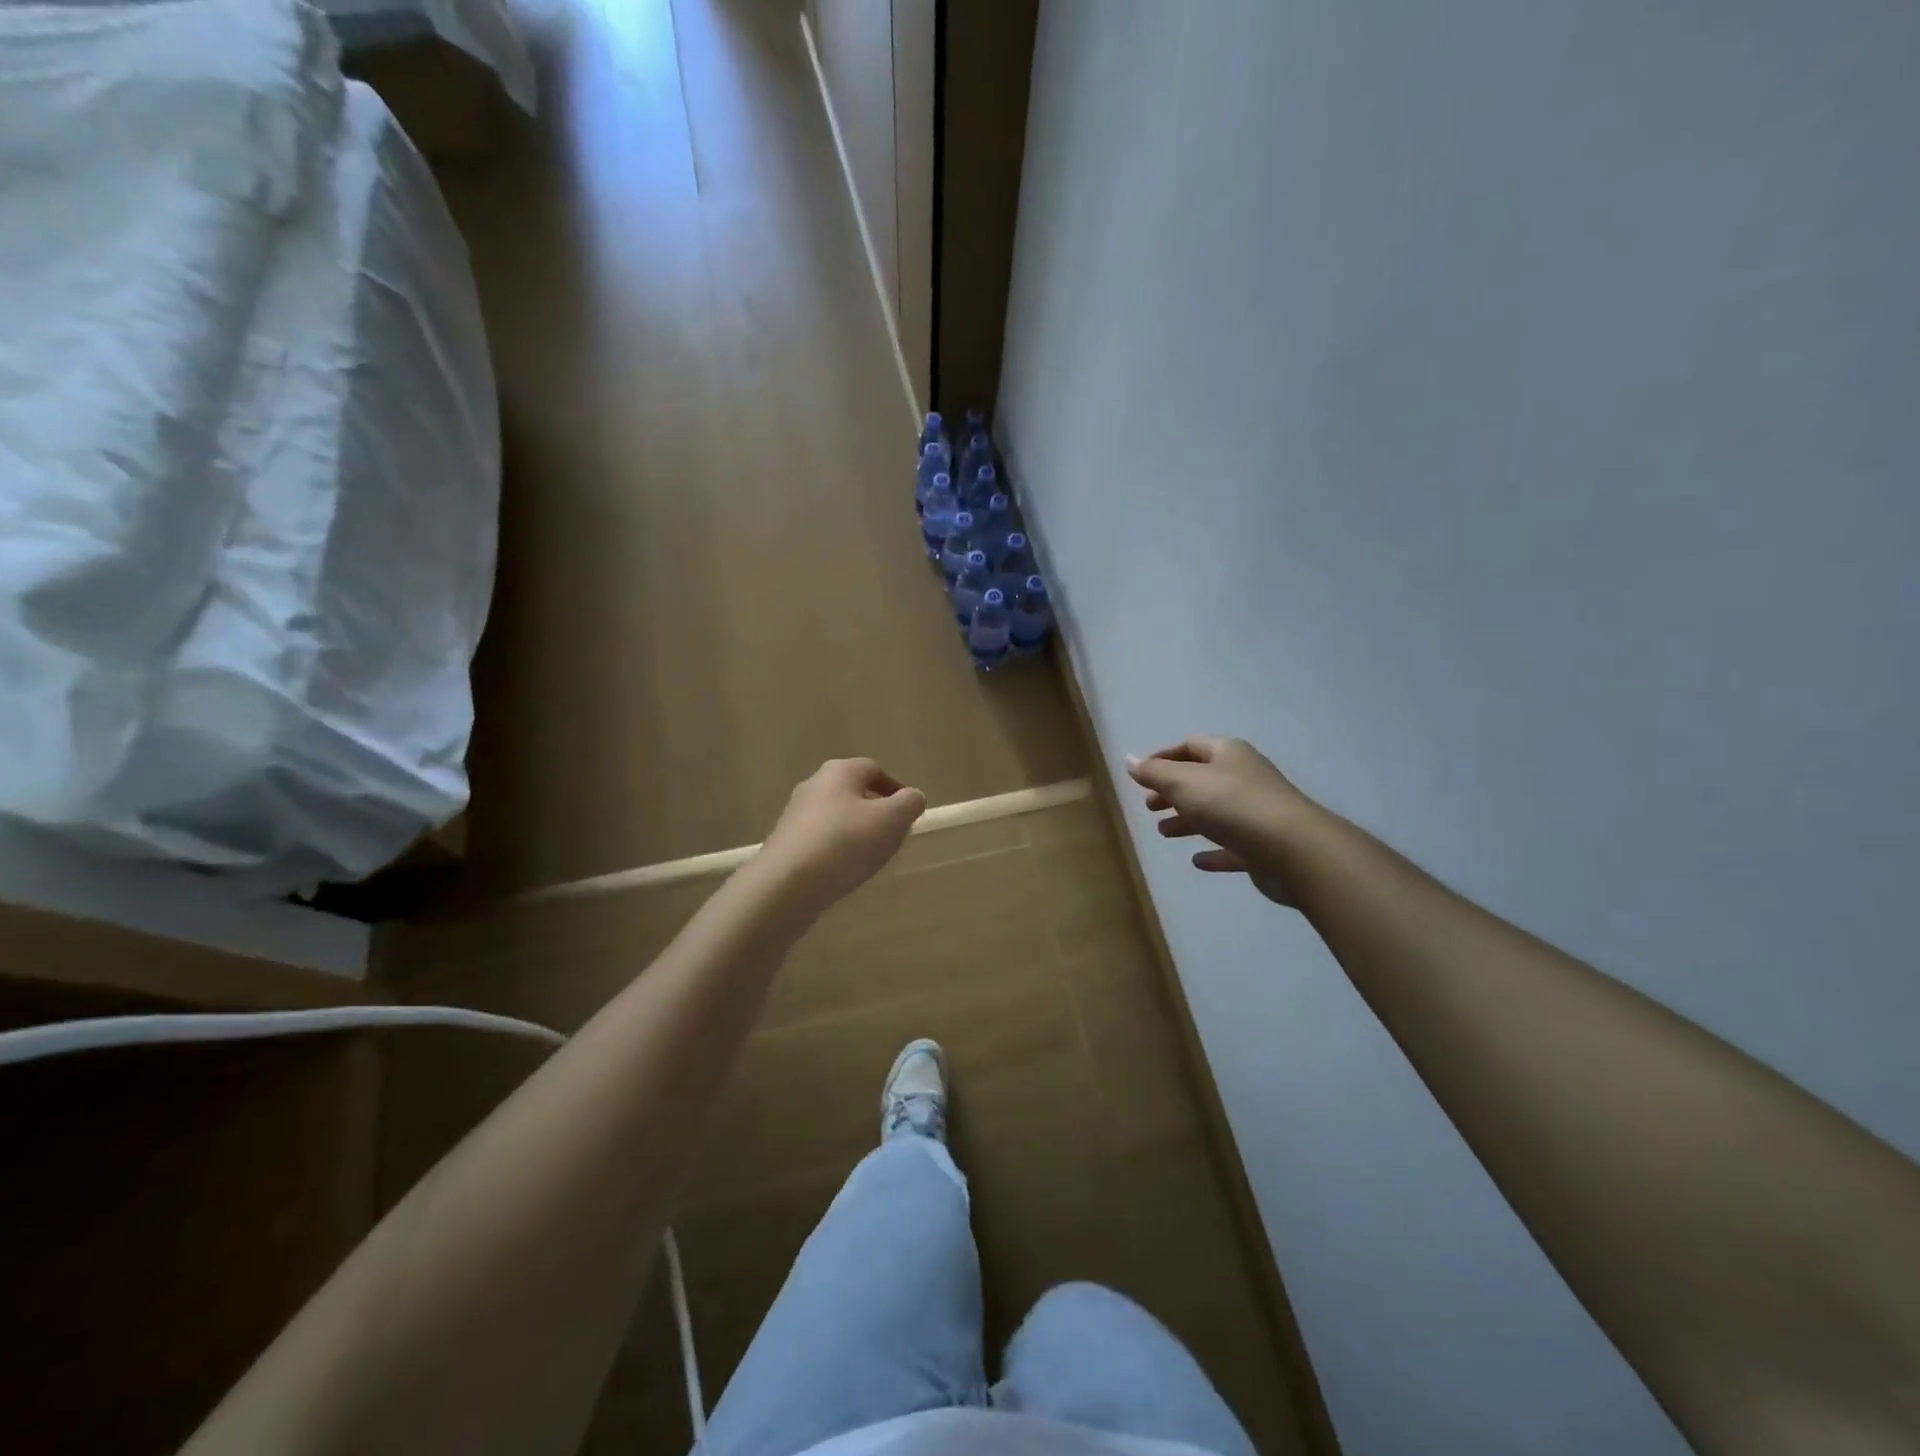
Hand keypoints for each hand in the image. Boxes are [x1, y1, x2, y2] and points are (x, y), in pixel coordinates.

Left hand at [760, 758, 926, 909]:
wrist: (787, 883)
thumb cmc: (846, 842)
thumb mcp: (892, 820)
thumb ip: (909, 803)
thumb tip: (912, 797)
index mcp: (840, 771)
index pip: (875, 770)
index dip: (896, 790)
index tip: (909, 814)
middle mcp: (814, 784)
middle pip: (854, 792)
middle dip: (876, 811)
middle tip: (893, 836)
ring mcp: (795, 813)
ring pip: (836, 816)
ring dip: (856, 831)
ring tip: (871, 857)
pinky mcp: (785, 842)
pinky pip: (821, 839)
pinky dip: (836, 849)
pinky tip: (844, 870)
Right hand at [1126, 737, 1316, 906]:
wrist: (1293, 849)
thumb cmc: (1232, 805)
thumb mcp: (1184, 783)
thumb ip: (1154, 773)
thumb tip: (1129, 760)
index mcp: (1227, 754)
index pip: (1190, 746)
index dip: (1163, 758)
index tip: (1140, 776)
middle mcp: (1244, 778)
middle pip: (1202, 780)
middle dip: (1172, 792)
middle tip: (1149, 806)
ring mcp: (1256, 813)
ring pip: (1215, 813)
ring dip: (1188, 821)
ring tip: (1164, 833)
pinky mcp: (1263, 847)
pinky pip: (1232, 846)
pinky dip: (1213, 852)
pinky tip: (1197, 861)